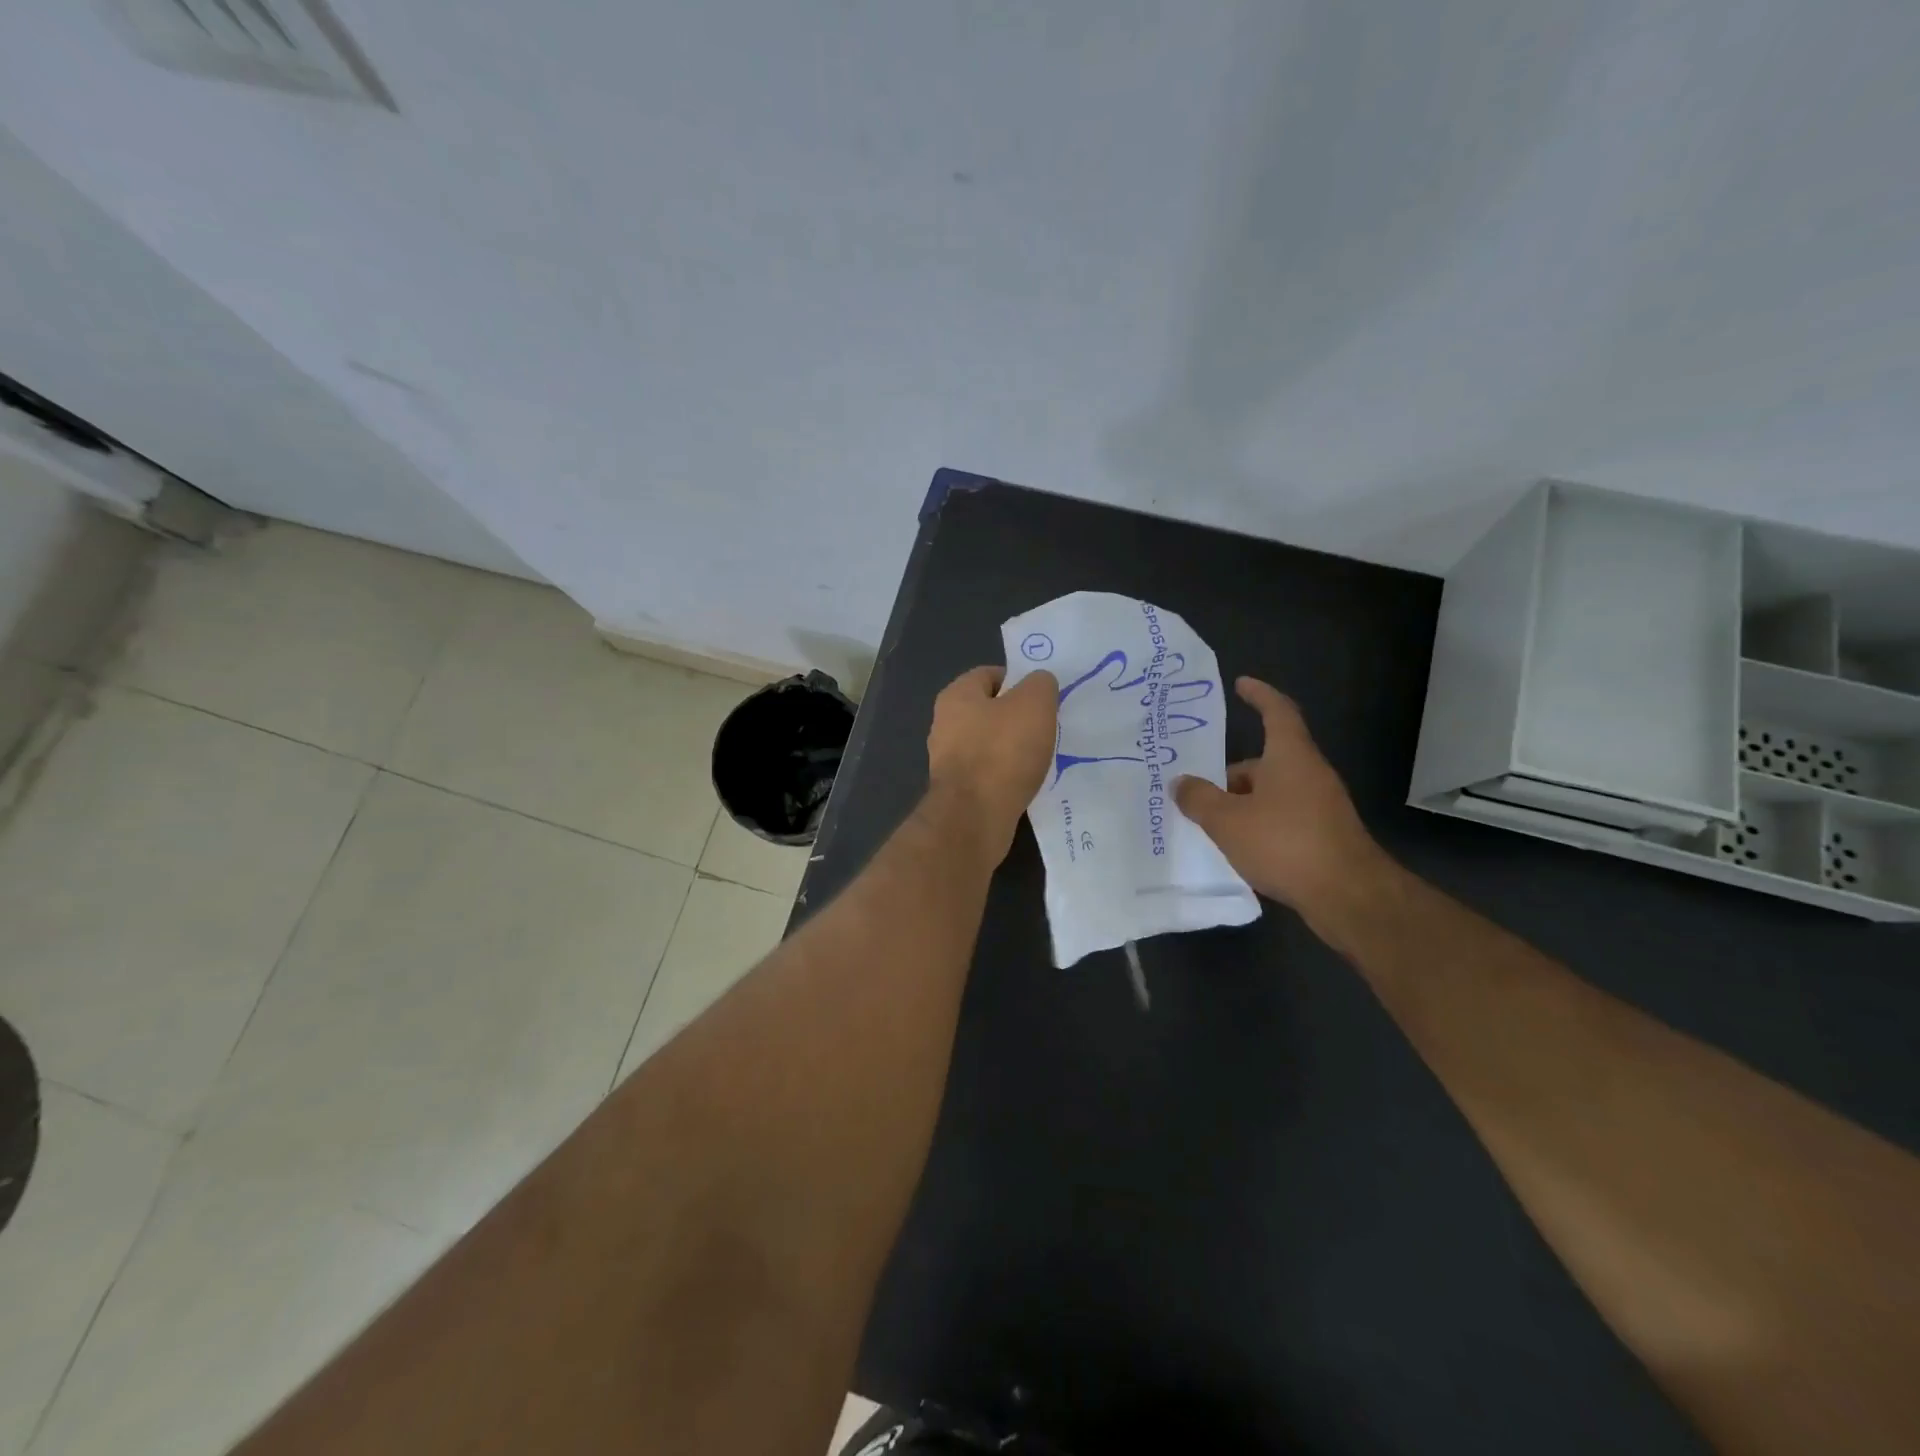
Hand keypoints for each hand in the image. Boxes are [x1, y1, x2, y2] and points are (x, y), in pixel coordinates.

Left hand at [925, 665, 1058, 862]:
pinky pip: (987, 772)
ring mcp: (947, 759)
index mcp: (956, 696)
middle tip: (1046, 726)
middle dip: (1018, 716)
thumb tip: (1038, 684)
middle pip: (989, 710)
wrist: (975, 818)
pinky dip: (1006, 774)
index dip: (1019, 681)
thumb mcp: (1033, 704)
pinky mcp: (957, 790)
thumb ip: (1040, 685)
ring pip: (988, 743)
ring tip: (1041, 756)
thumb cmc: (1002, 752)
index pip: (990, 674)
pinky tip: (1025, 782)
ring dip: (1013, 748)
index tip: (1044, 698)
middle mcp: (945, 724)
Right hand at [1175, 678, 1392, 919]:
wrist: (1348, 895)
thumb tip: (1181, 783)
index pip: (1277, 712)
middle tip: (1199, 791)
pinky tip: (1240, 848)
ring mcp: (1321, 805)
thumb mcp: (1227, 820)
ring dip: (1243, 803)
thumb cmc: (1285, 843)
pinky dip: (1260, 824)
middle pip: (1267, 761)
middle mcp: (1309, 773)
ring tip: (1212, 825)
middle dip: (1232, 774)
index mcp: (1290, 756)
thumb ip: (1199, 799)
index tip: (1242, 683)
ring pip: (1273, 792)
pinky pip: (1283, 817)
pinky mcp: (1325, 835)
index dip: (1259, 695)